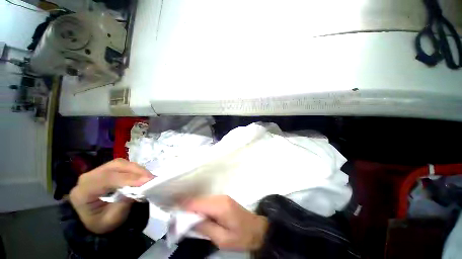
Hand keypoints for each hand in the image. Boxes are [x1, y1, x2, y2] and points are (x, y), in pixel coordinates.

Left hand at [69, 159, 153, 233]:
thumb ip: (123, 205)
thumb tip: (139, 189)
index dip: (128, 178)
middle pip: (114, 166)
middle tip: (151, 177)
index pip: (106, 179)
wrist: (95, 222)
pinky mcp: (106, 170)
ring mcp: (96, 172)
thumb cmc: (102, 223)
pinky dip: (135, 169)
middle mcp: (88, 177)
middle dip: (135, 170)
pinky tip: (143, 175)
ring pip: (120, 163)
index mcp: (83, 192)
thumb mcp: (111, 220)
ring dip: (137, 169)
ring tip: (149, 177)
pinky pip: (123, 165)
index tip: (147, 180)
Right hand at [185, 195, 267, 250]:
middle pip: (198, 200)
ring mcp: (222, 197)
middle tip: (177, 220)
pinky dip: (200, 208)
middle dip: (187, 208)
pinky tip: (197, 216)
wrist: (258, 229)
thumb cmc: (242, 237)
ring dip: (193, 208)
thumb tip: (190, 221)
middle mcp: (220, 198)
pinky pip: (208, 202)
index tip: (172, 214)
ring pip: (202, 200)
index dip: (184, 207)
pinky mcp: (223, 200)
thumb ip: (205, 228)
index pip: (197, 203)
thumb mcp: (222, 239)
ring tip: (185, 220)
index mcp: (219, 206)